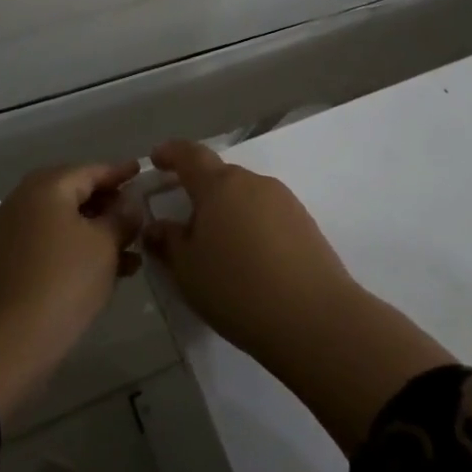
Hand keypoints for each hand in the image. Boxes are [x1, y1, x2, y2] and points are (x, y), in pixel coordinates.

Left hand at [0, 160, 142, 419]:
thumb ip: (122, 217)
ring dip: (96, 230)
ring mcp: (14, 229)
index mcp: (47, 187)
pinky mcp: (11, 259)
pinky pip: (52, 242)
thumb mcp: (105, 244)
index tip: (140, 171)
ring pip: (64, 220)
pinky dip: (77, 247)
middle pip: (74, 193)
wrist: (14, 336)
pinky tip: (107, 268)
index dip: (119, 173)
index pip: (91, 170)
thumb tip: (130, 203)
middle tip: (136, 212)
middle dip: (107, 203)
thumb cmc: (66, 279)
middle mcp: (25, 199)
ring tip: (131, 249)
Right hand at [142, 140, 356, 363]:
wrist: (314, 318)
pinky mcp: (306, 224)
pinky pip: (268, 215)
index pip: (190, 155)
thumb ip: (168, 242)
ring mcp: (284, 201)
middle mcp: (253, 182)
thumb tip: (156, 226)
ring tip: (220, 248)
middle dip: (200, 192)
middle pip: (220, 176)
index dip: (171, 153)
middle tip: (185, 221)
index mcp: (219, 185)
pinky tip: (251, 260)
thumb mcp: (188, 270)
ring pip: (246, 196)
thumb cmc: (237, 288)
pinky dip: (252, 227)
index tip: (156, 159)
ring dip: (228, 211)